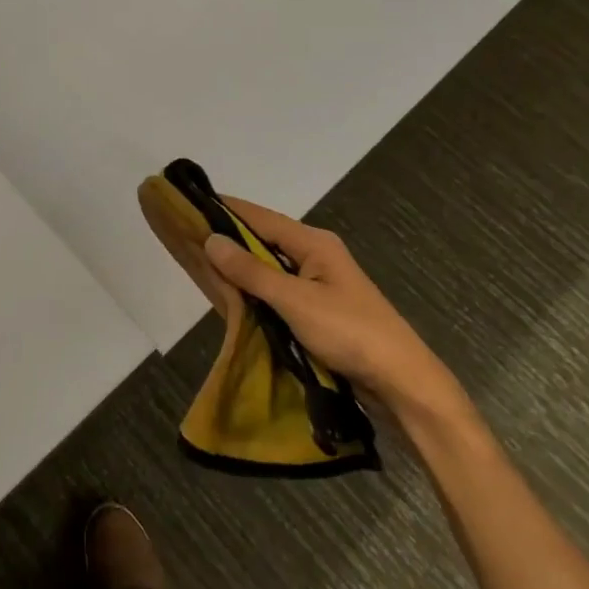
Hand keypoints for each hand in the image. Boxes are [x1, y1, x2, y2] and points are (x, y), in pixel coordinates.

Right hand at [202, 198, 462, 420]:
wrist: (403, 383)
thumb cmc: (350, 333)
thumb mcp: (295, 300)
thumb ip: (251, 272)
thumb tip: (211, 239)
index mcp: (313, 243)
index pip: (259, 217)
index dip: (224, 209)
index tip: (188, 204)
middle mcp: (315, 256)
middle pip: (262, 240)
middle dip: (227, 240)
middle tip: (185, 240)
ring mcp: (318, 284)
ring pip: (268, 268)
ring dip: (239, 270)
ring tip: (198, 267)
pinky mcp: (318, 310)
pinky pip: (276, 292)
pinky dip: (253, 292)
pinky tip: (231, 299)